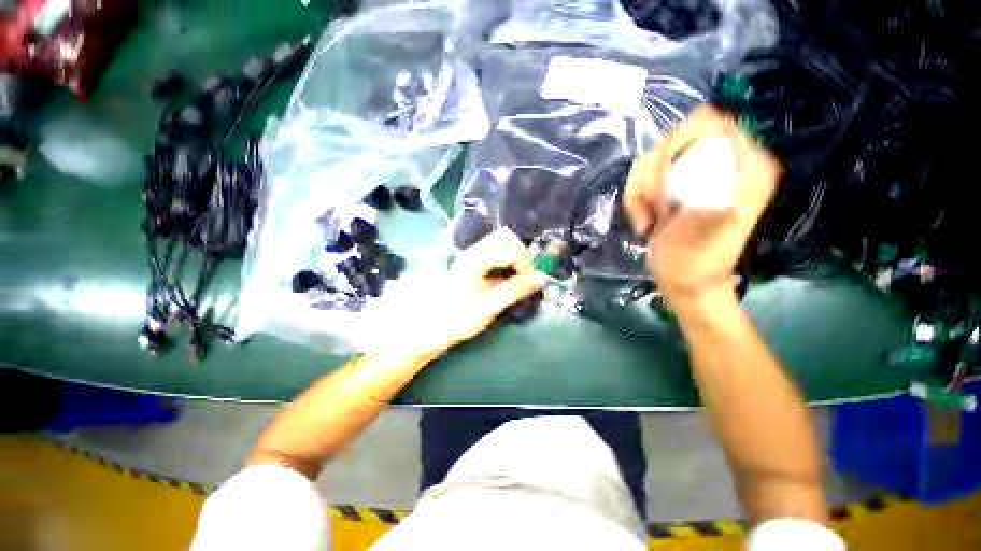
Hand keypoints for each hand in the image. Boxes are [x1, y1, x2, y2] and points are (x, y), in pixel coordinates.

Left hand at [416, 228, 546, 352]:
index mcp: (477, 259)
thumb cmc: (459, 317)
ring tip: (519, 278)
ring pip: (500, 245)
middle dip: (521, 254)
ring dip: (514, 257)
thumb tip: (542, 278)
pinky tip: (508, 280)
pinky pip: (495, 255)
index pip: (511, 251)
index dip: (526, 266)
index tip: (530, 284)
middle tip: (525, 275)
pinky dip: (506, 263)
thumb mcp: (490, 305)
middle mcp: (474, 252)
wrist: (432, 328)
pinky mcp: (473, 267)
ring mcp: (472, 258)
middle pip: (505, 238)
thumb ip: (516, 289)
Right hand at [623, 106, 779, 303]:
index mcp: (745, 165)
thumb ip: (713, 179)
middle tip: (659, 208)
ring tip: (651, 218)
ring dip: (641, 190)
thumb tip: (711, 128)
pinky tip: (646, 219)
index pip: (708, 124)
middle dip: (654, 176)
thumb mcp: (709, 226)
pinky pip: (643, 175)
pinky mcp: (674, 184)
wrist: (685, 281)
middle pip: (673, 138)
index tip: (667, 190)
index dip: (677, 150)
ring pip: (651, 158)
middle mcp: (724, 160)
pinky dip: (635, 197)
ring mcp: (696, 172)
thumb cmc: (698, 264)